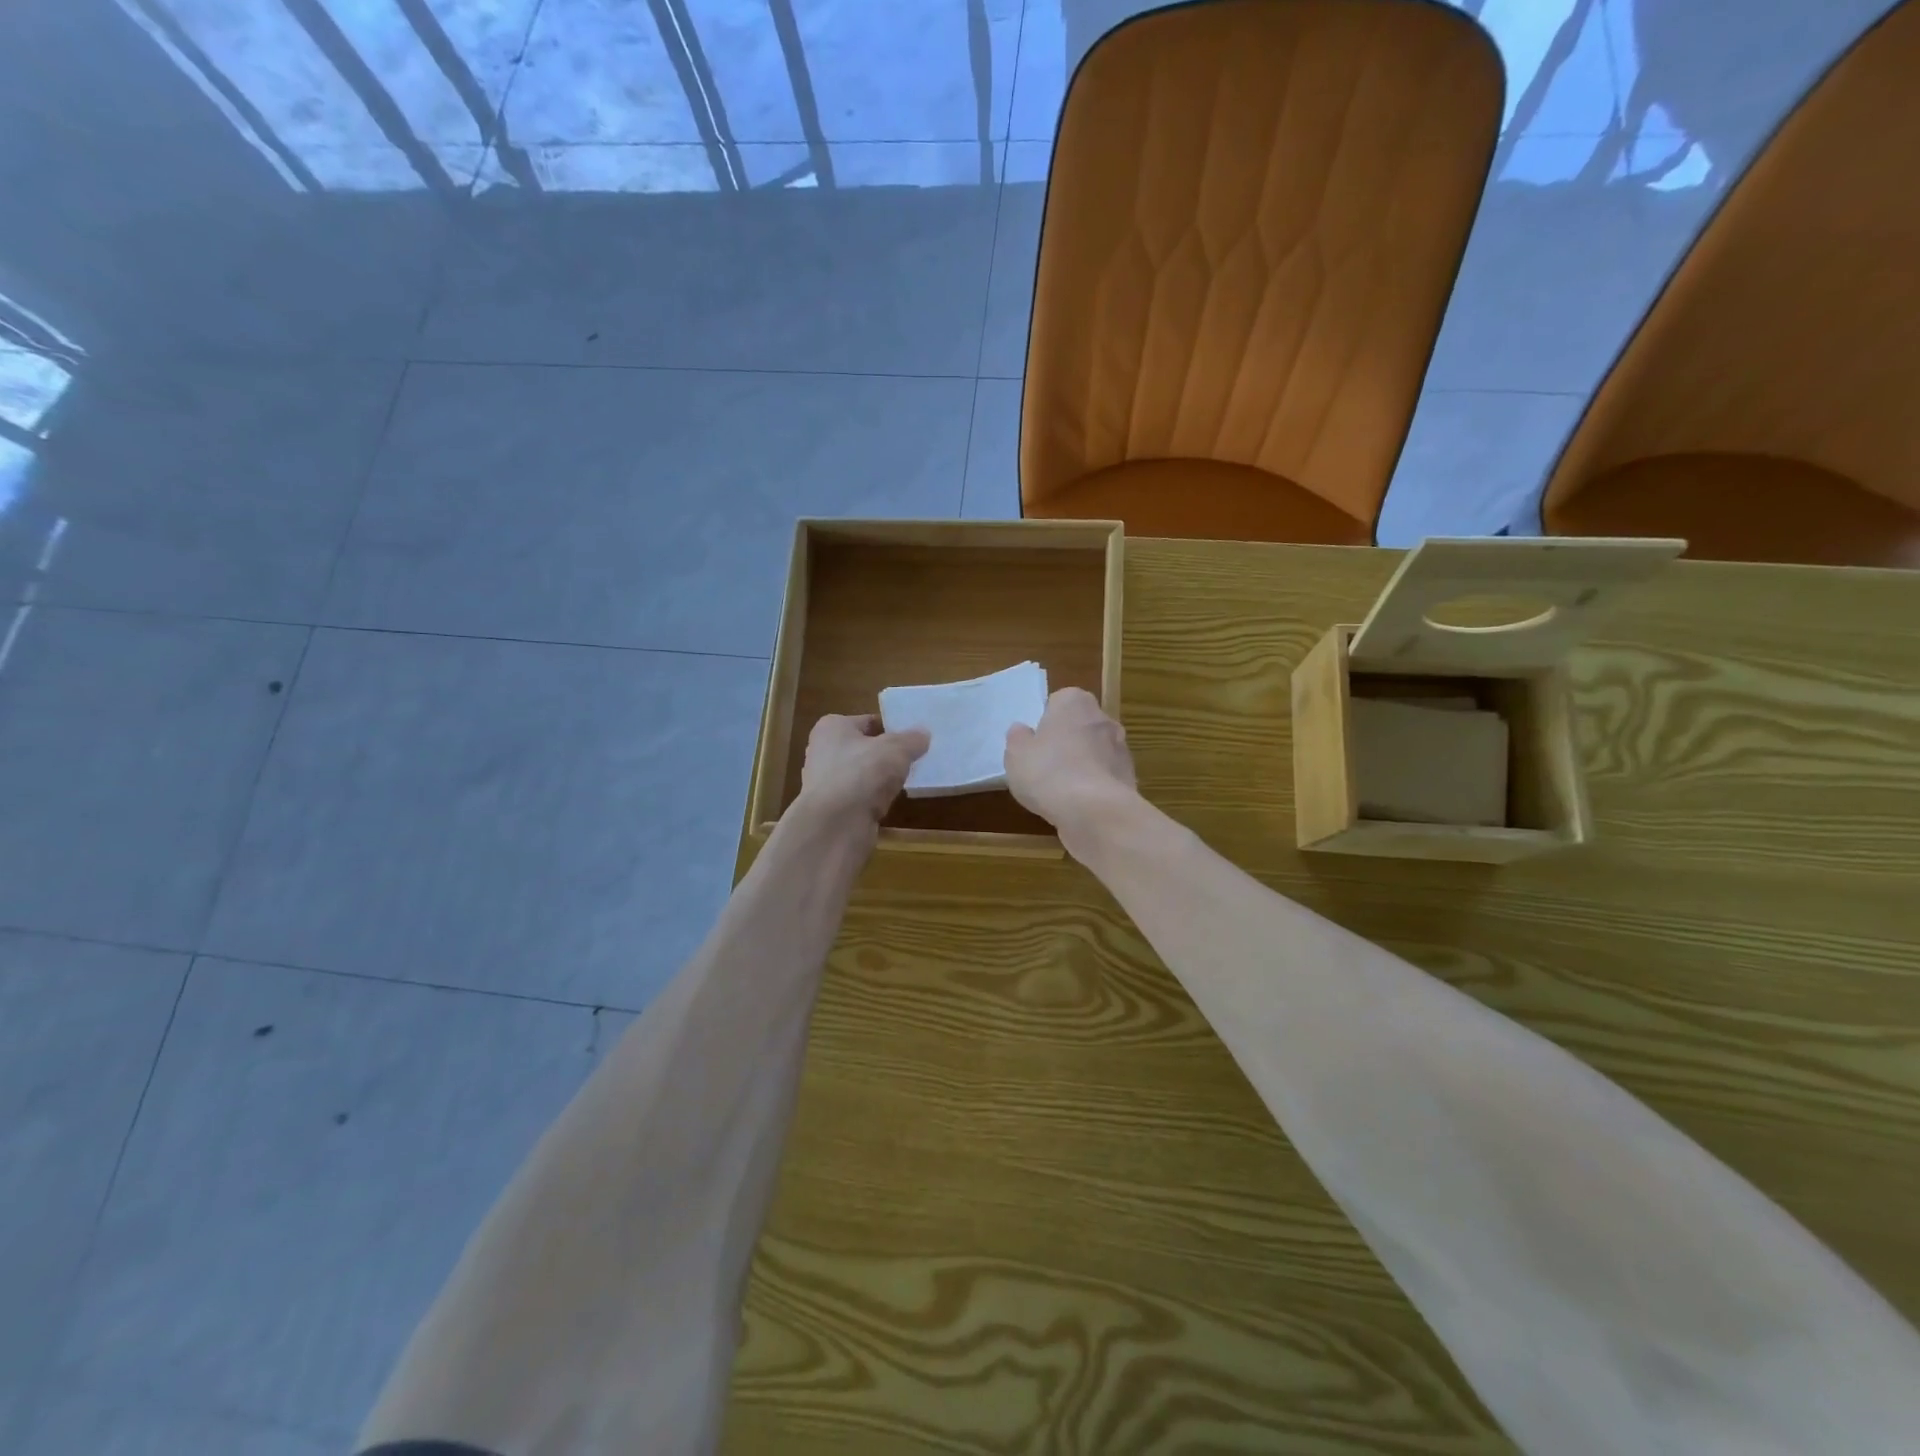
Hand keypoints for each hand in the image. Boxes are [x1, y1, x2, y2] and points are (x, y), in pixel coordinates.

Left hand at [795, 714, 929, 833]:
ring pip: (861, 775)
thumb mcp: (896, 749)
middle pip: (863, 748)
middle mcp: (823, 751)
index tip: (913, 737)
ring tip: (906, 781)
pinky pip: (860, 798)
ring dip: (880, 779)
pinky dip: (874, 800)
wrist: (835, 825)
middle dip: (886, 754)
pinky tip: (890, 803)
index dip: (891, 727)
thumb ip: (912, 739)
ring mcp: (825, 782)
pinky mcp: (832, 809)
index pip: (867, 721)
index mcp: (832, 727)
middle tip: (914, 758)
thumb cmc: (862, 773)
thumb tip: (923, 734)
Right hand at [1003, 688, 1137, 833]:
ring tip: (1060, 790)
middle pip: (1080, 726)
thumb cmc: (1048, 772)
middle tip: (1045, 765)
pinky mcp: (1129, 777)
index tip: (1035, 742)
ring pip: (1095, 752)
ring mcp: (1121, 748)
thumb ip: (1018, 738)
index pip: (1059, 701)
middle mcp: (1103, 718)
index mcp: (1074, 702)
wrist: (1094, 811)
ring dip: (1082, 765)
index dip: (1046, 721)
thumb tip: (1022, 730)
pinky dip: (1094, 786)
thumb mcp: (1016, 755)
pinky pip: (1105, 777)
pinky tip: (1078, 805)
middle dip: (1067, 741)